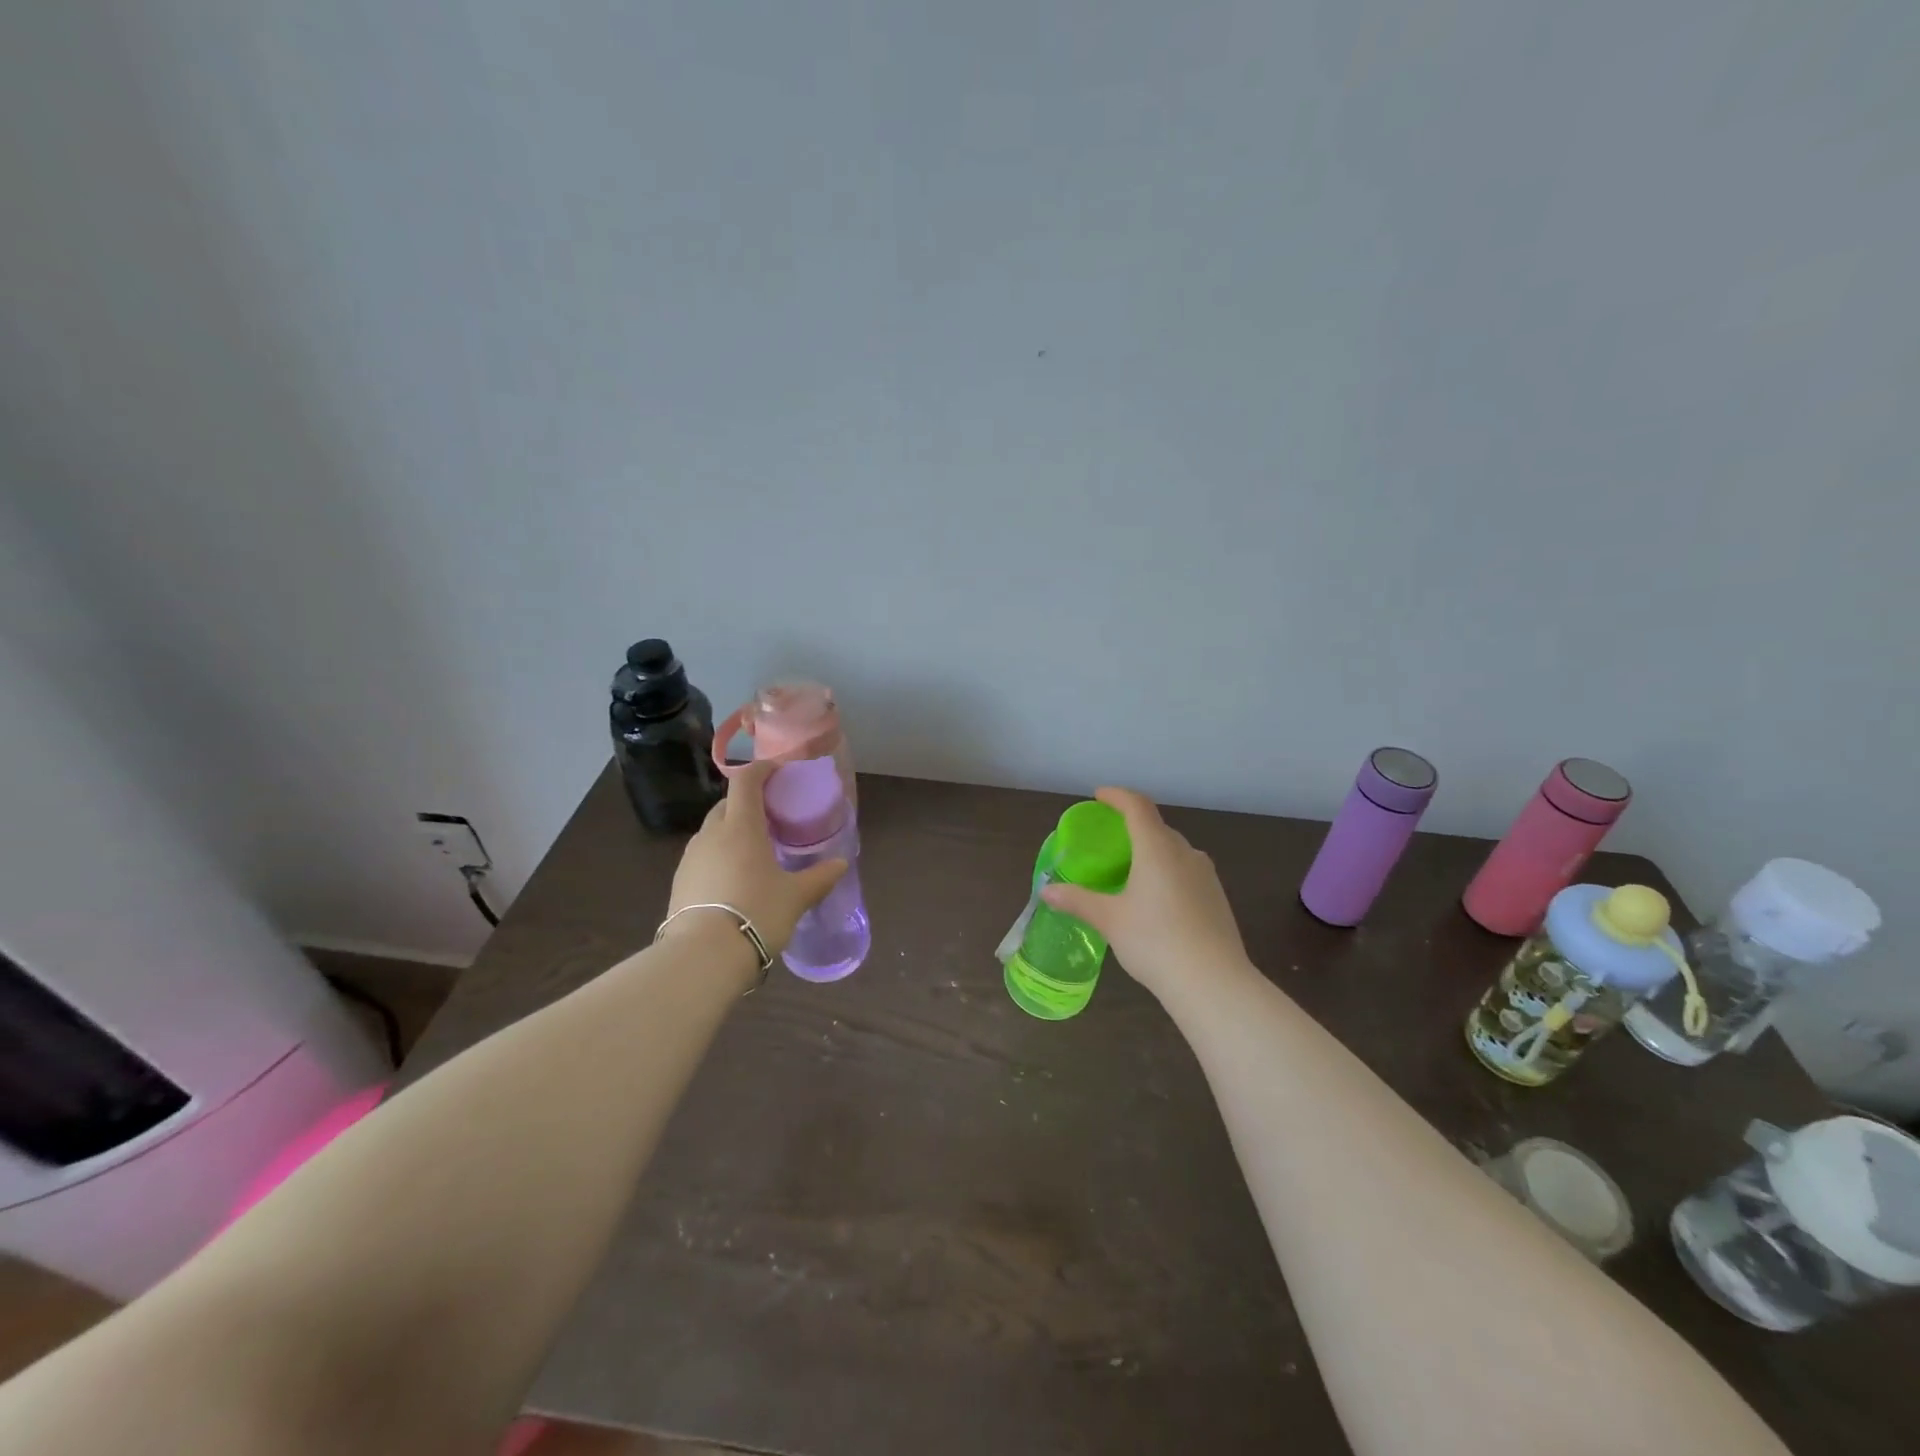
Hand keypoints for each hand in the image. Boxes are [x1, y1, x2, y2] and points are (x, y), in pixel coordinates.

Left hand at [666, 761, 847, 953]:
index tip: (778, 772)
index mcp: (741, 826)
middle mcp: (712, 834)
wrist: (703, 957)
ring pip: (713, 832)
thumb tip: (841, 864)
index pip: (745, 781)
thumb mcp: (796, 897)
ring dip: (733, 832)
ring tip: (755, 852)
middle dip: (749, 804)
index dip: (762, 769)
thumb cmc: (757, 913)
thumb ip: (820, 877)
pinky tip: (734, 881)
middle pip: (728, 805)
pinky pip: (703, 857)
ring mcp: (691, 858)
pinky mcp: (679, 882)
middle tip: (773, 819)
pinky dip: (720, 857)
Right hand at [1040, 787, 1252, 1000]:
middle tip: (1109, 840)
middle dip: (1132, 826)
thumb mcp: (1109, 920)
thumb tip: (1046, 891)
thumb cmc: (1155, 941)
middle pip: (1156, 827)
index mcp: (1157, 848)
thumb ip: (1077, 900)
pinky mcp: (1217, 897)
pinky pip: (1186, 871)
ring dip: (1151, 851)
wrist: (1213, 983)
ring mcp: (1206, 875)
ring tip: (1130, 870)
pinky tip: (1156, 899)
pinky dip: (1167, 872)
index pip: (1137, 807)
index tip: (1099, 796)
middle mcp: (1185, 853)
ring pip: (1174, 850)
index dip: (1117, 796)